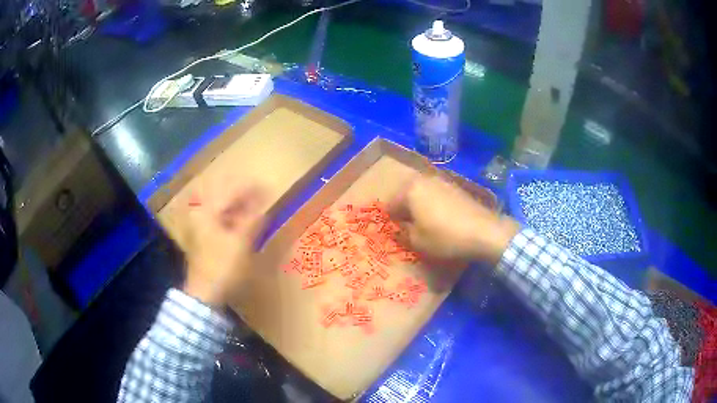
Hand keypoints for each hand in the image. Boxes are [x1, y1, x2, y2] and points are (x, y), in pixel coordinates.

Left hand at [180, 178, 267, 307]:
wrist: (205, 293)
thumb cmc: (223, 266)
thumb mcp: (241, 243)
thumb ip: (253, 221)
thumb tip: (264, 207)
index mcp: (208, 211)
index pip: (232, 192)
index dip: (251, 189)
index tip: (267, 187)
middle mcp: (202, 214)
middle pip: (226, 198)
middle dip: (245, 197)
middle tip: (262, 197)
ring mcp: (201, 226)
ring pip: (223, 210)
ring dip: (240, 208)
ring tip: (256, 209)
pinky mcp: (204, 237)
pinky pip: (221, 220)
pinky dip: (233, 219)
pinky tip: (244, 223)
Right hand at [390, 175, 519, 264]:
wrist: (483, 231)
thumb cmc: (445, 237)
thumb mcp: (418, 241)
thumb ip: (403, 232)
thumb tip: (401, 226)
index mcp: (410, 190)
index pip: (391, 203)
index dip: (392, 219)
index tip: (397, 231)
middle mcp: (424, 179)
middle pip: (406, 193)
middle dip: (405, 208)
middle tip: (409, 225)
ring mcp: (442, 180)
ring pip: (422, 192)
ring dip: (420, 204)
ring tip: (425, 221)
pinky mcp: (456, 186)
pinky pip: (437, 193)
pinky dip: (434, 203)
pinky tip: (441, 217)